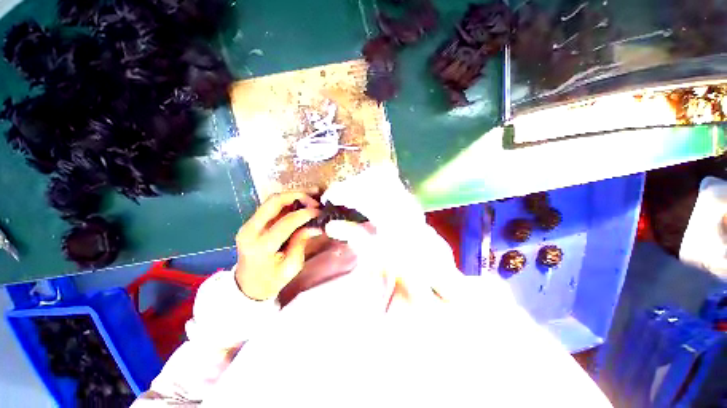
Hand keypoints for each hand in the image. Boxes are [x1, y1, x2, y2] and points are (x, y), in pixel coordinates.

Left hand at [234, 191, 322, 300]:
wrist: (247, 286)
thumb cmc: (271, 281)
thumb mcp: (291, 266)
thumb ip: (301, 242)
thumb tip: (316, 226)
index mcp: (261, 246)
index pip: (286, 222)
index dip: (305, 214)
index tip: (320, 212)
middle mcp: (250, 230)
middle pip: (274, 201)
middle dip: (298, 196)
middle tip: (315, 199)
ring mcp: (248, 224)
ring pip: (272, 200)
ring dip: (294, 195)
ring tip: (312, 194)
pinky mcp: (252, 222)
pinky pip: (271, 206)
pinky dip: (288, 201)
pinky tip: (302, 201)